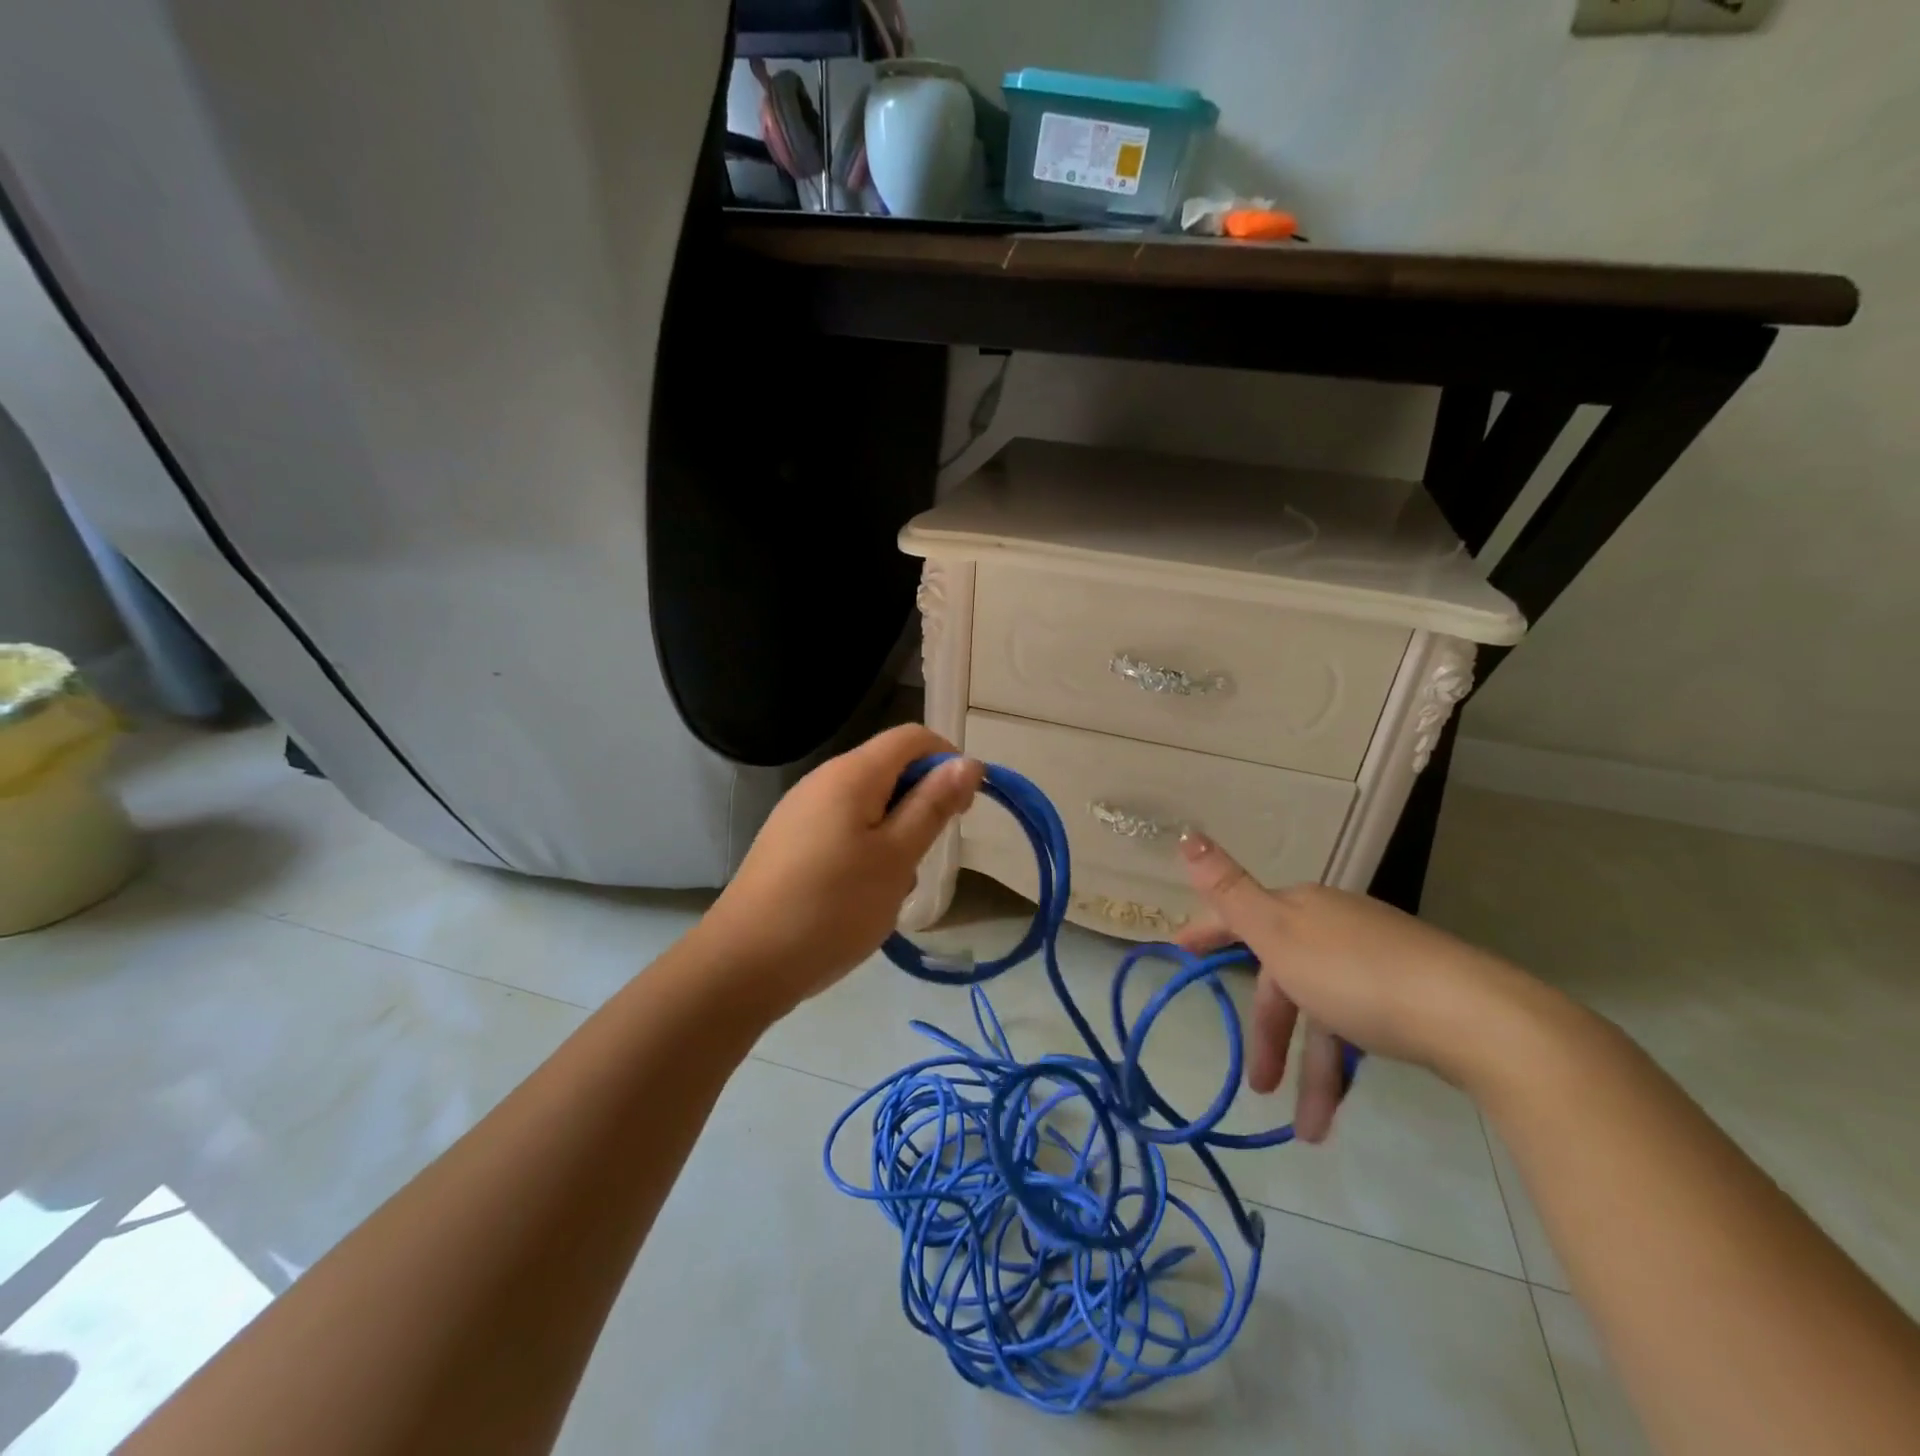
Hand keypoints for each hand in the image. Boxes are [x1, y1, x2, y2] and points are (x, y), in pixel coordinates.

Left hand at [699, 725, 983, 1016]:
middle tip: (927, 855)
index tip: (965, 808)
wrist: (745, 962)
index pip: (912, 737)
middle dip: (921, 803)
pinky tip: (863, 895)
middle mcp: (823, 781)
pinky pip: (844, 829)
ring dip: (896, 834)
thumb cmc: (832, 907)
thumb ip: (932, 806)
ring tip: (893, 885)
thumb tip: (967, 762)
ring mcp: (802, 812)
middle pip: (889, 769)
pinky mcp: (791, 842)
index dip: (948, 760)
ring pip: (869, 805)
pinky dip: (868, 851)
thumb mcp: (896, 857)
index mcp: (851, 774)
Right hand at [1176, 833, 1525, 1140]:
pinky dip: (1341, 1063)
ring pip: (1321, 1012)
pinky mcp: (1409, 995)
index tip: (1179, 951)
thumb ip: (1229, 890)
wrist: (1474, 1017)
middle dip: (1267, 1032)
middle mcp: (1334, 926)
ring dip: (1309, 1068)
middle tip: (1258, 1084)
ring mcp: (1375, 960)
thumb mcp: (1277, 934)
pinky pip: (1355, 1027)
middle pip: (1282, 976)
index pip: (1240, 916)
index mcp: (1301, 908)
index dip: (1207, 933)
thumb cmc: (1356, 975)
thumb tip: (1186, 834)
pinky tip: (1341, 1101)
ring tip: (1307, 1127)